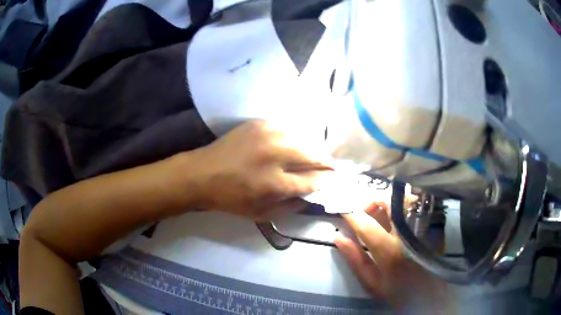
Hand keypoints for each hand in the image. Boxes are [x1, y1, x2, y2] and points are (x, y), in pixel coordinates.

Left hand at [191, 120, 333, 220]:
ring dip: (313, 148)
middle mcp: (274, 155)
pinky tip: (297, 143)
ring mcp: (267, 135)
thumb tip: (312, 195)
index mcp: (274, 183)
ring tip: (317, 155)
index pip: (312, 180)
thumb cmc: (230, 198)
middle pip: (312, 154)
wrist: (202, 173)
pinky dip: (297, 136)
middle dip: (326, 161)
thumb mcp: (260, 213)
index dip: (326, 181)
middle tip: (332, 166)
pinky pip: (287, 128)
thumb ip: (290, 206)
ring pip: (303, 137)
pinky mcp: (259, 123)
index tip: (334, 180)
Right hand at [335, 202, 450, 311]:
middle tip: (362, 211)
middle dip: (371, 201)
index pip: (366, 225)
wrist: (430, 294)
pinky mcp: (432, 225)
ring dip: (386, 202)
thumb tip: (338, 237)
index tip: (341, 208)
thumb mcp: (372, 282)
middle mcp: (408, 235)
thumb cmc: (398, 291)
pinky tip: (395, 217)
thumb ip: (355, 260)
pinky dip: (401, 206)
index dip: (351, 213)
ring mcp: (422, 227)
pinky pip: (414, 206)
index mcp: (390, 252)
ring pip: (403, 200)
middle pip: (388, 203)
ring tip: (378, 214)